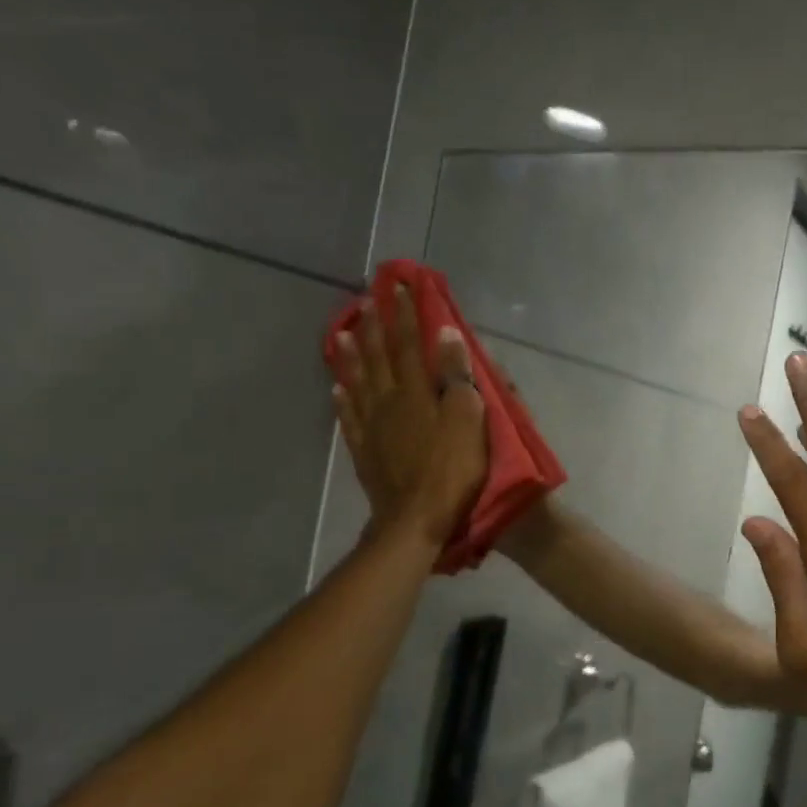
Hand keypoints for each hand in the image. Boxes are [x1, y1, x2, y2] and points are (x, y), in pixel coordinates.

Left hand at [328, 283, 486, 549]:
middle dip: (373, 327)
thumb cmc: (452, 470)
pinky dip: (343, 399)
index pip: (410, 343)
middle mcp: (389, 402)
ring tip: (339, 333)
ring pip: (358, 382)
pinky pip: (350, 417)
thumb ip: (456, 375)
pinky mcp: (366, 452)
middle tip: (364, 300)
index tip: (399, 286)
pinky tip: (337, 388)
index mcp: (416, 392)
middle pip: (379, 357)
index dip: (406, 313)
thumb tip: (444, 332)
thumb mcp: (468, 419)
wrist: (417, 520)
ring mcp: (373, 428)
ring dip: (350, 356)